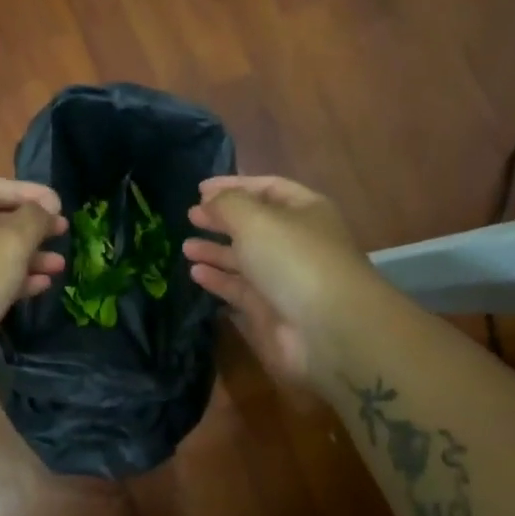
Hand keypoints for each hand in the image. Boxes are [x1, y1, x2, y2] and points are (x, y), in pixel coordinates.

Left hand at [0, 175, 68, 393]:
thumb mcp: (10, 239)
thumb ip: (34, 218)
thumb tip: (46, 209)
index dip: (26, 191)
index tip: (58, 204)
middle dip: (31, 226)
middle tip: (63, 232)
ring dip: (29, 256)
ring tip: (60, 265)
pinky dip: (17, 281)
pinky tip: (42, 286)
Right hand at [183, 175, 373, 385]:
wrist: (328, 330)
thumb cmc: (293, 259)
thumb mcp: (255, 219)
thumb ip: (226, 204)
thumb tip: (209, 201)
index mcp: (304, 211)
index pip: (267, 188)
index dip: (234, 185)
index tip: (199, 189)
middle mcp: (296, 242)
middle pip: (254, 225)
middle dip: (222, 219)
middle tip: (191, 217)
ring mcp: (285, 278)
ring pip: (245, 259)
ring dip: (216, 251)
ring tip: (186, 247)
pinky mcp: (272, 311)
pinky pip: (240, 289)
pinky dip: (218, 280)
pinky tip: (196, 273)